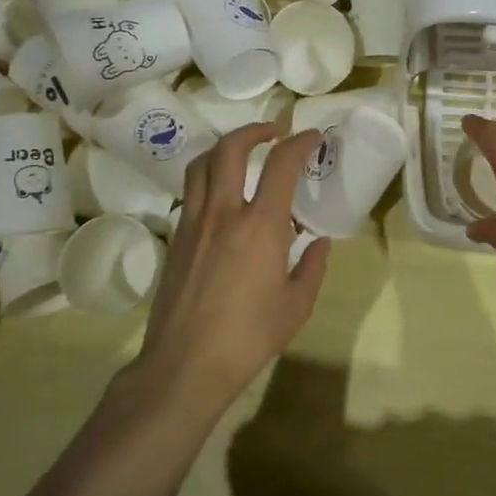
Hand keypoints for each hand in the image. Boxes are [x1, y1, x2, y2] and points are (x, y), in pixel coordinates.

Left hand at [137, 123, 331, 407]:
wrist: (185, 366)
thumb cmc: (249, 337)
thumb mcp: (297, 306)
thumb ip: (313, 267)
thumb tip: (319, 242)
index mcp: (260, 226)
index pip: (282, 165)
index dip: (300, 142)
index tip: (313, 137)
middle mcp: (223, 213)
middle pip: (230, 148)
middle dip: (255, 130)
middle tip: (274, 132)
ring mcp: (193, 223)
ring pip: (201, 164)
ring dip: (224, 147)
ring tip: (243, 151)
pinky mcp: (175, 238)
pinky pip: (191, 191)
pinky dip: (208, 177)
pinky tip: (223, 196)